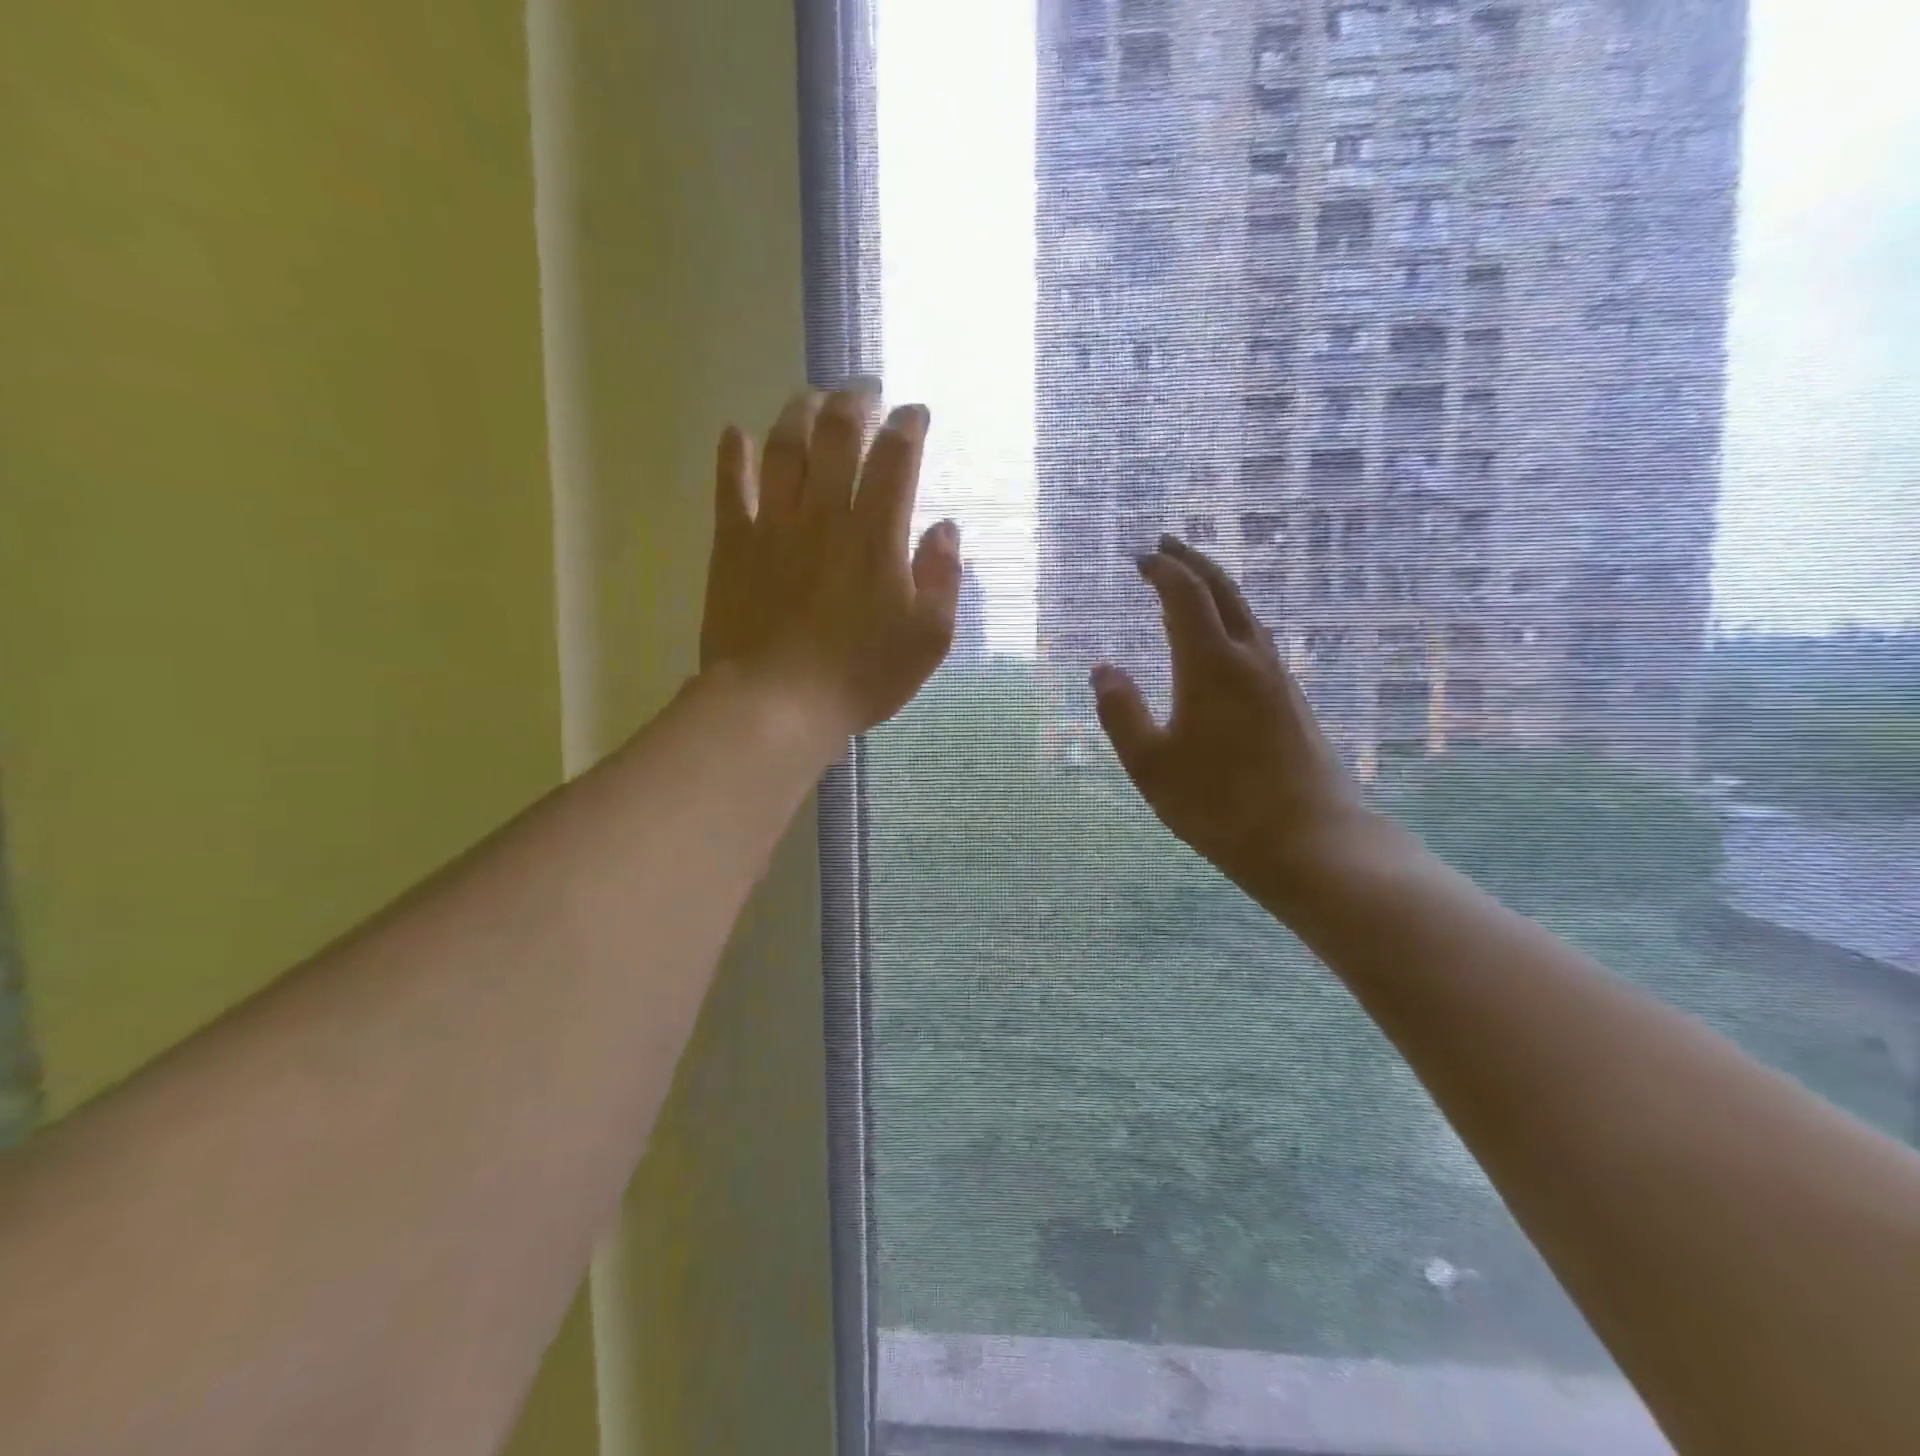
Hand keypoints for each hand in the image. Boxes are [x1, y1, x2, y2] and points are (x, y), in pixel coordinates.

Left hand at [700, 385, 961, 738]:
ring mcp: (774, 525)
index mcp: (876, 536)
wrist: (777, 704)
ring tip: (811, 397)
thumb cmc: (860, 676)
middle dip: (855, 401)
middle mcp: (825, 515)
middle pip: (838, 435)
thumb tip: (944, 528)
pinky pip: (730, 486)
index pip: (895, 460)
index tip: (914, 414)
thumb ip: (942, 578)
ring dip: (799, 412)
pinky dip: (732, 454)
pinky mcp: (732, 544)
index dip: (908, 427)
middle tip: (864, 388)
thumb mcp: (927, 639)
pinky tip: (736, 432)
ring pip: (783, 447)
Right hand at [1091, 536, 1372, 902]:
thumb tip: (1102, 669)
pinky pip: (1254, 640)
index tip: (1141, 557)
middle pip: (1224, 592)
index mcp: (1212, 666)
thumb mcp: (1151, 764)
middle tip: (1167, 545)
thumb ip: (1121, 713)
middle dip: (1193, 562)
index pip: (1185, 597)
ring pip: (1244, 614)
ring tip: (1188, 584)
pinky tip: (1220, 640)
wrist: (1312, 841)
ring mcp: (1276, 679)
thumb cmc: (1220, 805)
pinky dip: (1229, 619)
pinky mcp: (1290, 701)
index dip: (1162, 571)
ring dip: (1215, 589)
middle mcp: (1250, 659)